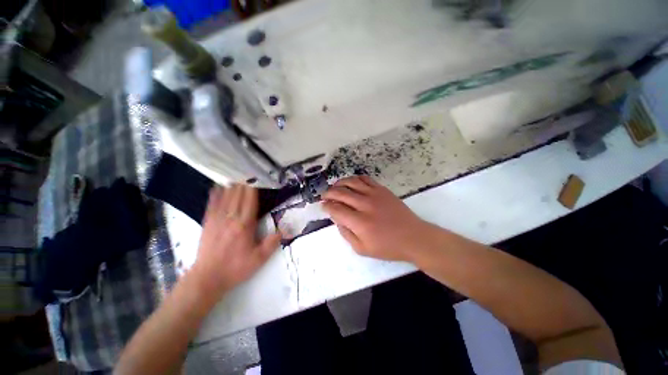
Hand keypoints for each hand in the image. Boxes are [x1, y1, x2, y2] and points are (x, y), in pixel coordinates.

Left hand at [190, 184, 280, 299]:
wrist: (207, 278)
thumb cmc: (235, 268)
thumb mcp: (258, 259)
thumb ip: (272, 243)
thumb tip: (284, 230)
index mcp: (245, 225)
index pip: (250, 201)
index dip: (253, 188)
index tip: (256, 178)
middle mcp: (231, 218)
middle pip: (238, 196)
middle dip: (243, 183)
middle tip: (248, 173)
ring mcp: (217, 219)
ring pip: (225, 197)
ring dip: (231, 186)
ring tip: (236, 175)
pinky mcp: (207, 223)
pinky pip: (212, 205)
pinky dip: (215, 194)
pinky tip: (217, 187)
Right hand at [322, 176, 437, 261]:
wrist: (413, 237)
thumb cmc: (388, 247)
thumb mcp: (362, 249)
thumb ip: (346, 234)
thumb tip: (337, 219)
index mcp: (359, 222)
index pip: (336, 209)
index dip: (326, 206)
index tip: (323, 205)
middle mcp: (365, 205)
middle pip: (340, 193)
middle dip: (328, 193)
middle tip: (324, 195)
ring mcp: (374, 194)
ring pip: (351, 182)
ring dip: (339, 183)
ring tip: (335, 187)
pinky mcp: (382, 189)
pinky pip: (365, 179)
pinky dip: (355, 179)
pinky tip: (351, 183)